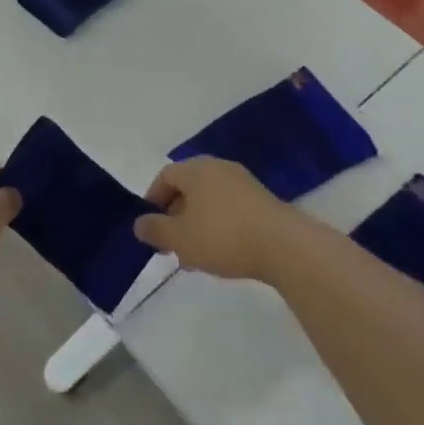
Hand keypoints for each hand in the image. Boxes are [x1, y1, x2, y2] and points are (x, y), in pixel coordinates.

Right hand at [133, 157, 302, 282]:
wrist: (284, 245)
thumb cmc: (223, 236)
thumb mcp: (180, 238)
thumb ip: (155, 229)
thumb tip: (139, 223)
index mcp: (196, 169)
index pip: (165, 176)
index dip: (152, 200)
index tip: (150, 227)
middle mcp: (218, 168)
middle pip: (188, 187)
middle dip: (175, 216)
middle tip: (171, 245)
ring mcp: (243, 183)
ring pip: (209, 200)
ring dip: (197, 224)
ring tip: (196, 256)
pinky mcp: (262, 201)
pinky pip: (230, 209)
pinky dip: (220, 226)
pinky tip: (223, 253)